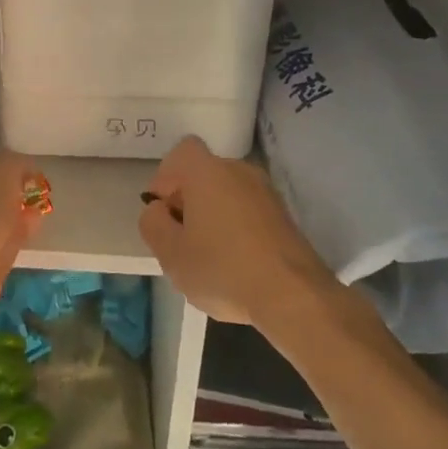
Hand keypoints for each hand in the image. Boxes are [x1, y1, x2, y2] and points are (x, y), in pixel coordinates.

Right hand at [139, 136, 336, 326]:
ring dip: (213, 216)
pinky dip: (237, 229)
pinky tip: (236, 264)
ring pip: (227, 194)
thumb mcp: (171, 254)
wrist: (294, 296)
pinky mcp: (284, 215)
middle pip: (204, 174)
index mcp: (207, 171)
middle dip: (189, 201)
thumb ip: (153, 224)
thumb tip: (159, 210)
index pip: (181, 152)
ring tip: (209, 257)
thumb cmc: (223, 269)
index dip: (166, 179)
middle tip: (182, 240)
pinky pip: (248, 211)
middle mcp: (238, 170)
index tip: (165, 212)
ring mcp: (266, 192)